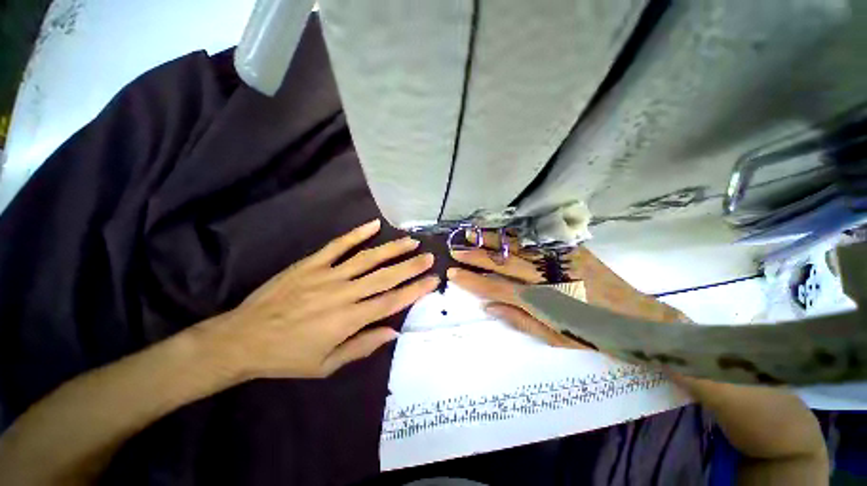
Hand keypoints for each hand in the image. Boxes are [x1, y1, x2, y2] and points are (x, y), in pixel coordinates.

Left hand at [200, 219, 438, 378]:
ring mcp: (327, 275)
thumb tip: (394, 331)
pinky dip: (357, 234)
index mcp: (349, 319)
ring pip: (367, 258)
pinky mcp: (311, 264)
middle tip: (429, 256)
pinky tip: (374, 225)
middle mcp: (344, 293)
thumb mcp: (327, 364)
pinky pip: (338, 245)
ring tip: (410, 241)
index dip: (415, 290)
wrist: (242, 339)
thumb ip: (363, 346)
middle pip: (385, 277)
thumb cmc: (287, 356)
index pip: (391, 302)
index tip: (432, 280)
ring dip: (392, 249)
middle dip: (411, 266)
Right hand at [448, 232, 684, 348]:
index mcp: (540, 301)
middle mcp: (546, 276)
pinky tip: (501, 231)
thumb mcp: (553, 337)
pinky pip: (537, 239)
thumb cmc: (591, 334)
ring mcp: (559, 259)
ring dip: (491, 240)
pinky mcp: (571, 249)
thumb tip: (488, 305)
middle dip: (476, 256)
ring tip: (471, 234)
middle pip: (502, 264)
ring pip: (517, 247)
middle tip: (455, 250)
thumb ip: (519, 318)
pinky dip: (515, 235)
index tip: (453, 273)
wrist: (635, 317)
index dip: (472, 281)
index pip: (496, 288)